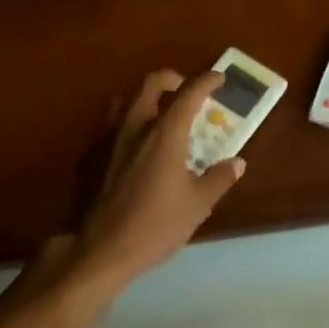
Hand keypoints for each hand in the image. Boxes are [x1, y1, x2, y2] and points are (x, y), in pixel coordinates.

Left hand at [71, 69, 246, 292]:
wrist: (102, 248)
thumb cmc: (156, 225)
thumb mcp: (198, 205)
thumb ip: (219, 178)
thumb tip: (237, 163)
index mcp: (165, 134)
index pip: (188, 94)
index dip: (206, 81)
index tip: (219, 78)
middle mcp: (135, 127)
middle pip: (150, 84)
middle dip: (171, 79)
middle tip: (185, 89)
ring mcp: (109, 139)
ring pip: (125, 100)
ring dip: (145, 98)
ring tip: (159, 114)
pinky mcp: (92, 156)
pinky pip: (110, 125)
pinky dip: (126, 122)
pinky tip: (134, 146)